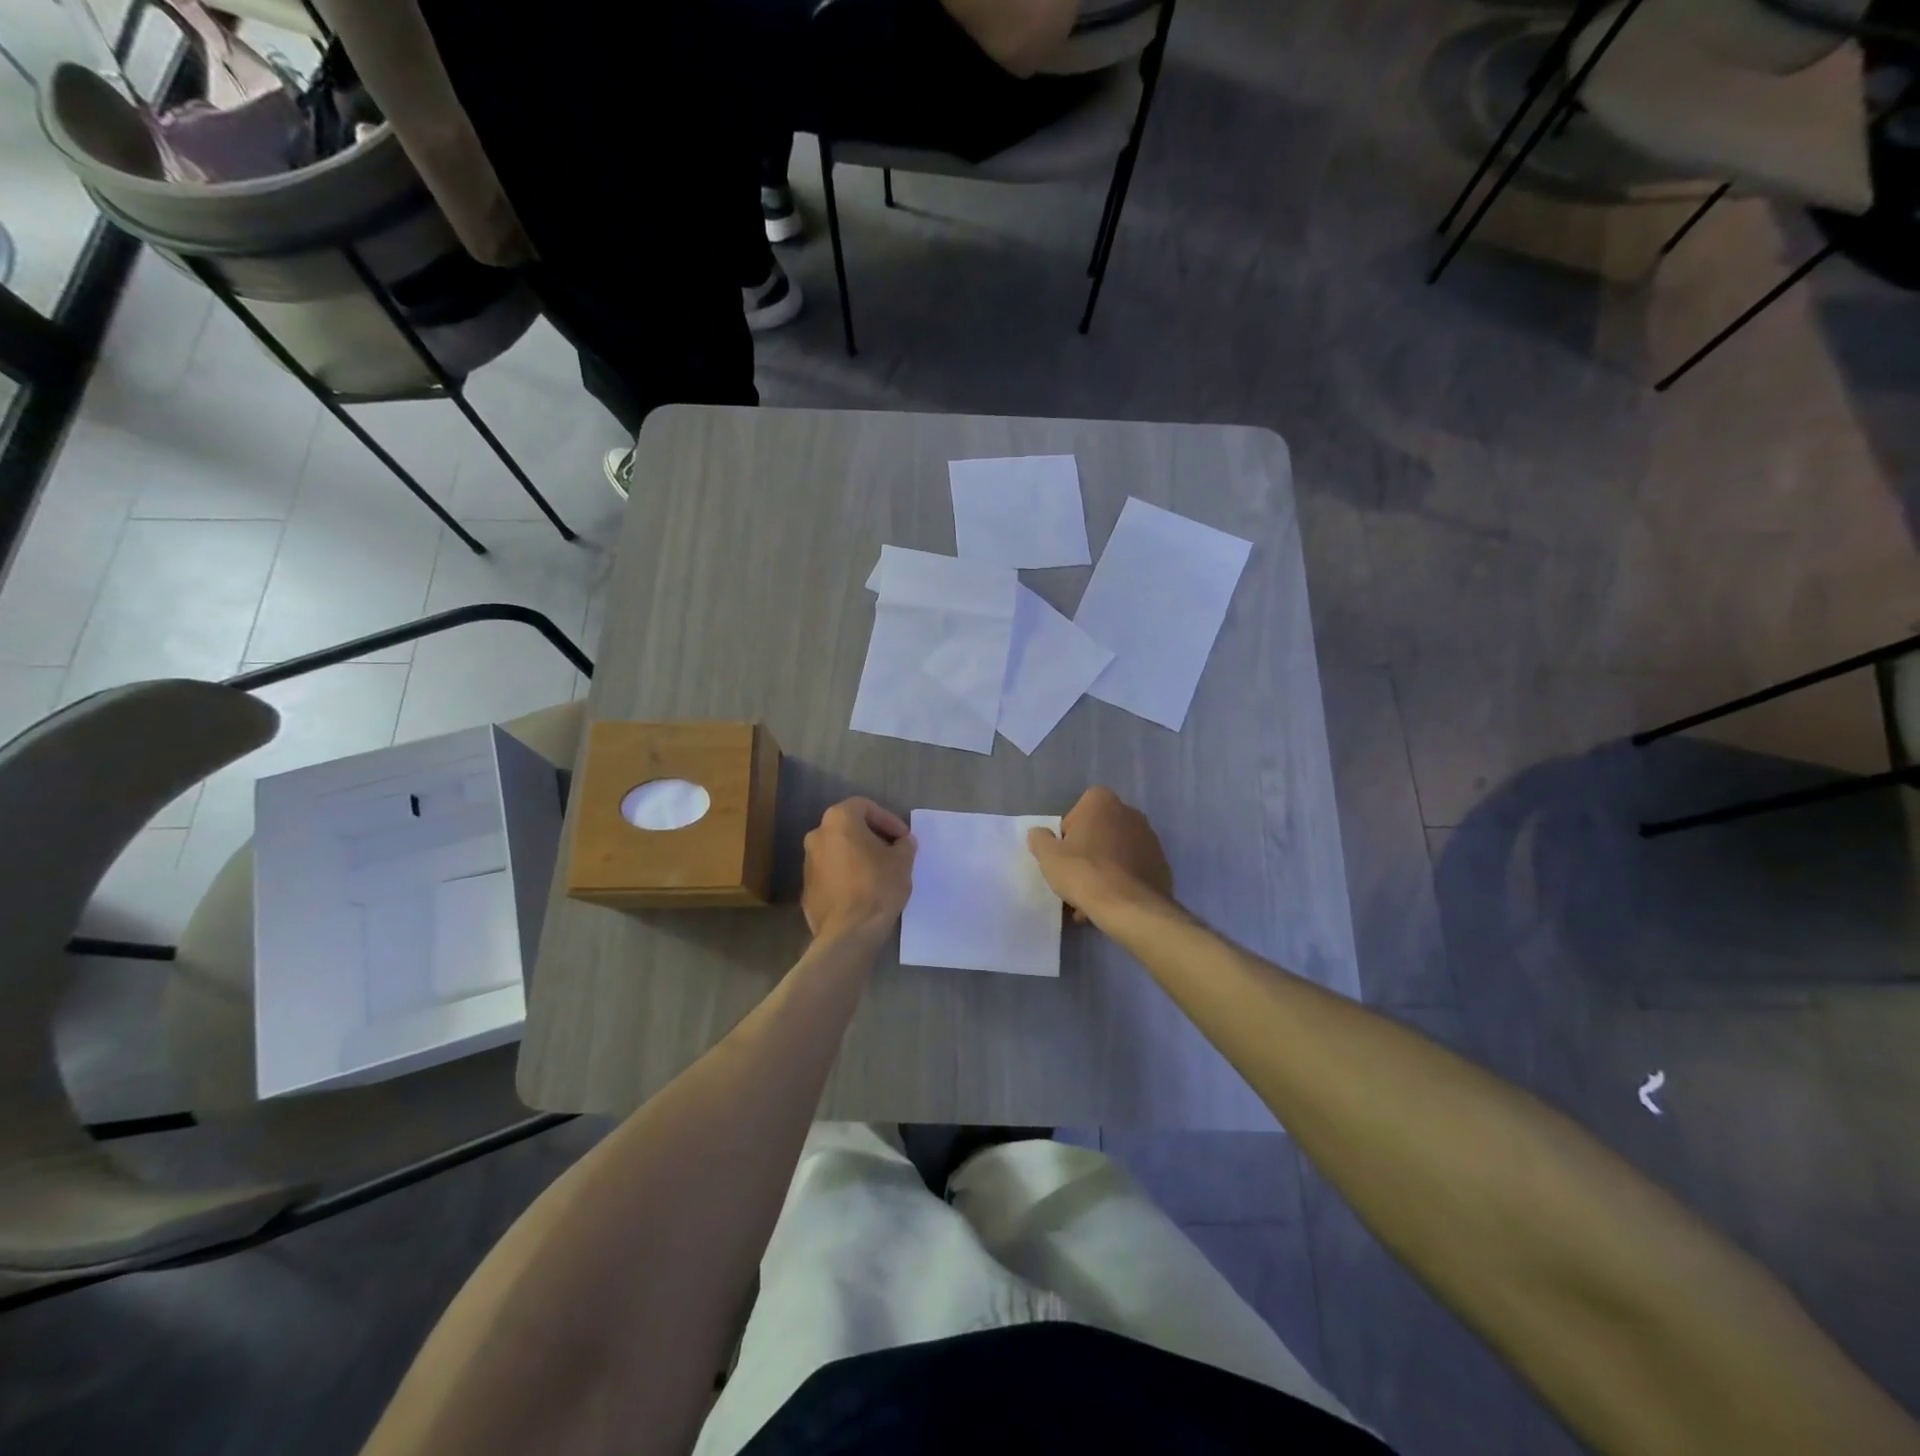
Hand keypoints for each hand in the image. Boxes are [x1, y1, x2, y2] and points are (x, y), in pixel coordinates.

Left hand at [802, 797, 916, 940]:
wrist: (848, 933)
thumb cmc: (877, 887)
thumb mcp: (902, 862)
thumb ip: (904, 845)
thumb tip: (903, 842)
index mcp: (838, 821)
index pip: (865, 806)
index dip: (888, 819)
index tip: (903, 838)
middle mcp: (817, 835)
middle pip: (849, 827)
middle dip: (873, 836)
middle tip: (893, 852)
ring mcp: (807, 862)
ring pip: (838, 850)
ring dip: (858, 855)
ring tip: (880, 872)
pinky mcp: (806, 887)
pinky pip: (831, 872)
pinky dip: (847, 874)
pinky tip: (863, 890)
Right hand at [1026, 787, 1172, 922]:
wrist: (1130, 907)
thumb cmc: (1084, 873)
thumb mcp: (1048, 856)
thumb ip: (1040, 839)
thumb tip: (1039, 833)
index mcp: (1102, 802)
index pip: (1077, 811)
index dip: (1067, 834)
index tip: (1064, 855)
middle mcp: (1130, 813)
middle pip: (1098, 832)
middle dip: (1086, 853)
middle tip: (1075, 879)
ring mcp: (1150, 839)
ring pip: (1116, 853)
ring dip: (1103, 870)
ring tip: (1090, 901)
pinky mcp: (1161, 864)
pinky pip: (1133, 870)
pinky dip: (1121, 882)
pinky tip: (1110, 904)